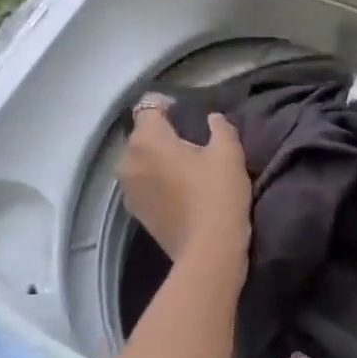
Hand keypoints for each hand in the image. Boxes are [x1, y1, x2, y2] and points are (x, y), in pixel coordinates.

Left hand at [121, 101, 251, 265]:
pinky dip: (157, 180)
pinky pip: (144, 183)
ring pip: (142, 160)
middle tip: (193, 141)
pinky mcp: (135, 212)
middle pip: (143, 135)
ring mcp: (128, 190)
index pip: (149, 106)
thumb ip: (219, 126)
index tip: (188, 113)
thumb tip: (211, 119)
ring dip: (159, 158)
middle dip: (163, 133)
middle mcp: (128, 161)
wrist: (209, 252)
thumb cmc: (217, 195)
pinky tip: (180, 188)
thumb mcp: (229, 152)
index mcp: (147, 140)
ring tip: (186, 166)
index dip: (167, 105)